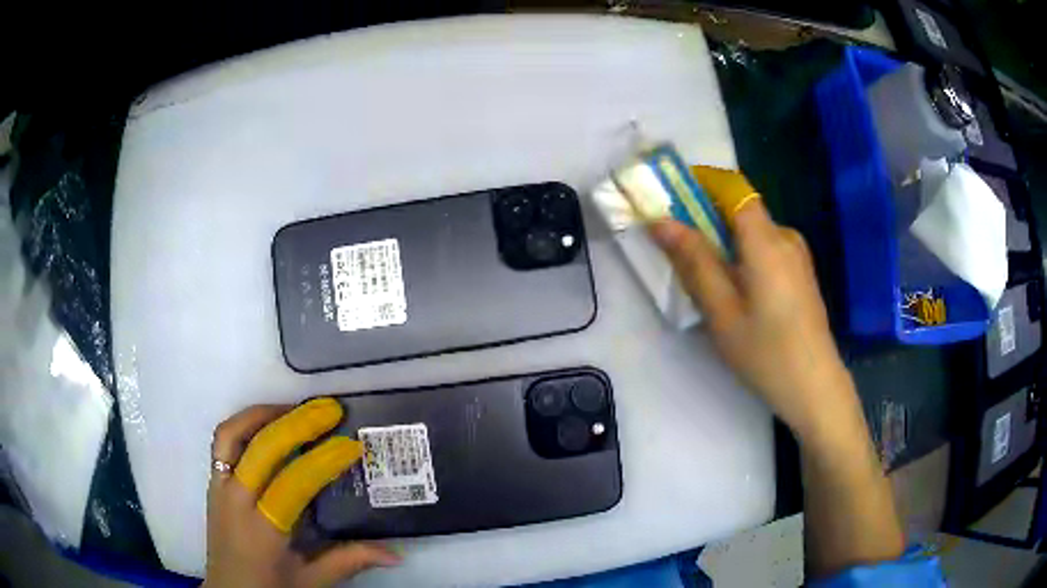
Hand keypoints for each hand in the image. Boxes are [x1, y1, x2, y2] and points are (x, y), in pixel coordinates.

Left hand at [204, 399, 399, 587]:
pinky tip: (268, 427)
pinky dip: (245, 425)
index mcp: (263, 529)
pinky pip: (224, 442)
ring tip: (295, 410)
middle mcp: (236, 500)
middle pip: (261, 448)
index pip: (294, 482)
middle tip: (329, 410)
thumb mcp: (312, 580)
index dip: (324, 460)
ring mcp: (219, 486)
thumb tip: (396, 553)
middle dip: (297, 423)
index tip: (351, 446)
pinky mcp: (213, 482)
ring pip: (232, 434)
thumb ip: (350, 561)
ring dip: (263, 414)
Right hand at [651, 200, 856, 439]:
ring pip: (752, 231)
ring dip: (724, 240)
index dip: (701, 181)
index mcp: (766, 241)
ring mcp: (797, 254)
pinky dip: (742, 255)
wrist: (814, 386)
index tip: (671, 195)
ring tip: (705, 280)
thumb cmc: (766, 352)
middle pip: (740, 209)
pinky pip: (765, 248)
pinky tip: (736, 293)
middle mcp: (785, 236)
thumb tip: (660, 221)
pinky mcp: (801, 271)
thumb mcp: (722, 311)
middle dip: (705, 217)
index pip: (732, 186)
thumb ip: (694, 261)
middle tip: (678, 249)